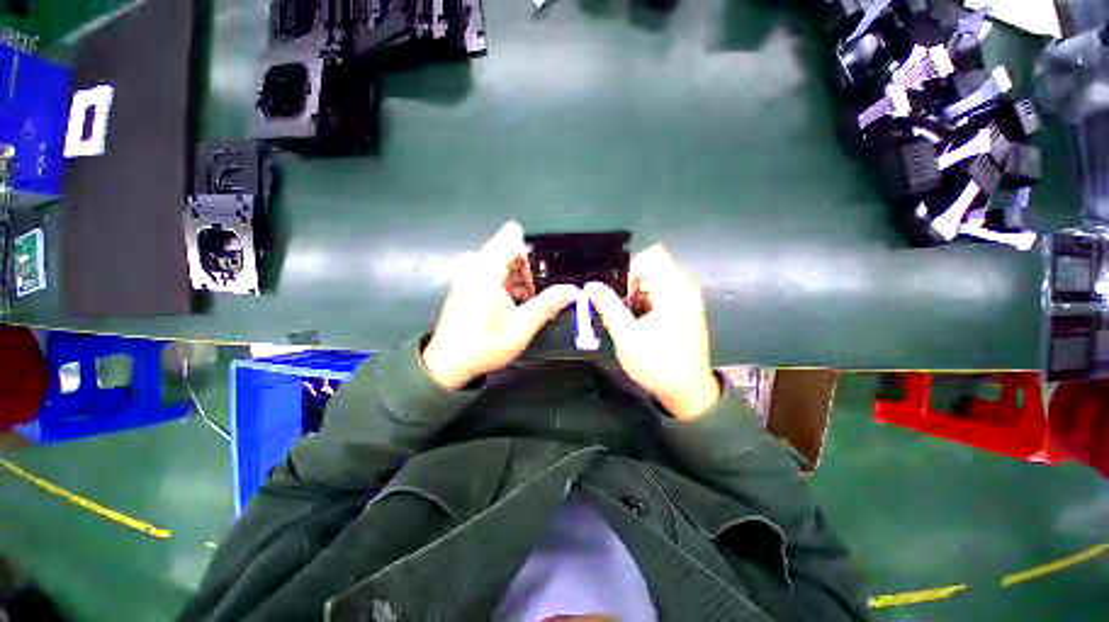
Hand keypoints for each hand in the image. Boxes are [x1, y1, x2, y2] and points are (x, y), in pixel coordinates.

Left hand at [422, 222, 577, 389]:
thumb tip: (573, 290)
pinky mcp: (465, 285)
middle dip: (527, 271)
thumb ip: (549, 303)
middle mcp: (474, 264)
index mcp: (487, 268)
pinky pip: (491, 274)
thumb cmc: (485, 343)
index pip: (512, 236)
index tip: (540, 274)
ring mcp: (467, 274)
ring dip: (517, 280)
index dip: (531, 251)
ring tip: (525, 305)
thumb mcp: (523, 325)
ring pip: (501, 264)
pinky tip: (511, 307)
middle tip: (535, 297)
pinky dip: (505, 285)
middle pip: (509, 251)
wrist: (448, 364)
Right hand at [585, 245, 720, 419]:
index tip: (618, 287)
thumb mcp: (626, 336)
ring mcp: (687, 301)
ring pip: (657, 282)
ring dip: (638, 293)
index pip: (654, 255)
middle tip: (618, 306)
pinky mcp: (686, 312)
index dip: (632, 266)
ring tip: (627, 317)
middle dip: (631, 283)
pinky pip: (663, 294)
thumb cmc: (657, 365)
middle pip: (654, 268)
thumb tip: (590, 284)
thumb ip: (608, 306)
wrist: (688, 392)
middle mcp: (684, 291)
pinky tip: (639, 322)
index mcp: (673, 292)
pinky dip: (647, 302)